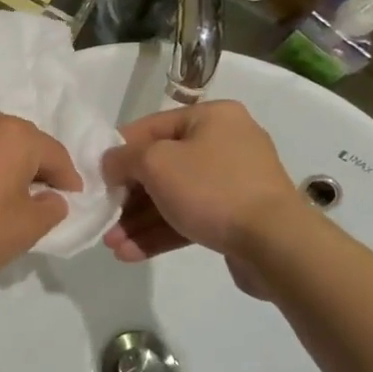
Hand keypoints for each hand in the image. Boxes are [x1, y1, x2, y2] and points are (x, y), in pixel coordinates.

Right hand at [100, 103, 305, 296]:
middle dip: (128, 196)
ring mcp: (234, 183)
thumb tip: (111, 163)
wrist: (276, 243)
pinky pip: (190, 219)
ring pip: (174, 197)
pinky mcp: (236, 218)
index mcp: (211, 118)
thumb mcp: (156, 162)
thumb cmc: (212, 188)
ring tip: (111, 244)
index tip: (96, 175)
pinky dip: (161, 233)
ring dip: (139, 220)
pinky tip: (130, 253)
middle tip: (103, 217)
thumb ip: (125, 158)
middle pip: (162, 166)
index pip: (151, 127)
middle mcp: (225, 143)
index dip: (120, 151)